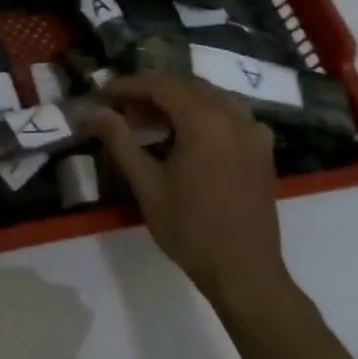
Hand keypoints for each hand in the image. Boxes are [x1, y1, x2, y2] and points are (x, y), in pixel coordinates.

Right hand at [90, 73, 290, 309]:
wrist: (244, 272)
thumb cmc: (190, 229)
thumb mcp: (146, 185)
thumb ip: (120, 141)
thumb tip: (95, 112)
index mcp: (205, 122)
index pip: (161, 86)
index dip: (128, 86)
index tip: (103, 94)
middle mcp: (233, 117)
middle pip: (187, 86)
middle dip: (152, 90)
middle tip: (122, 107)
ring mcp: (254, 133)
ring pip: (211, 97)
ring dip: (179, 99)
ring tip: (150, 118)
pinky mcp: (262, 150)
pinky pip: (230, 114)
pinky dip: (204, 113)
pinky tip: (188, 133)